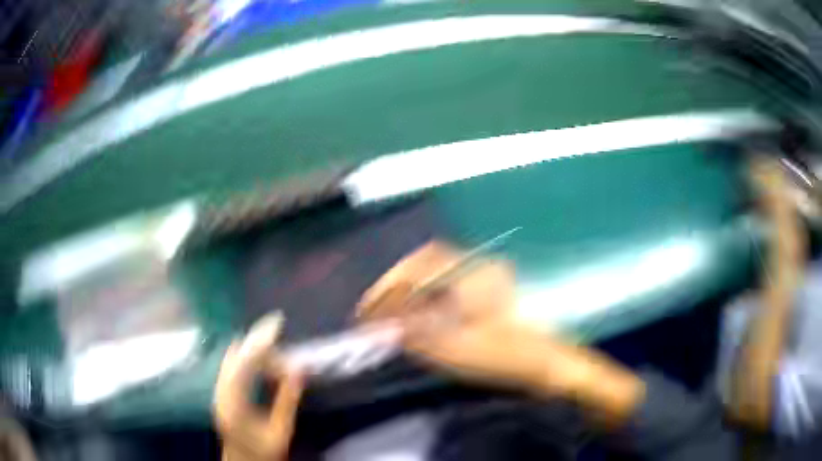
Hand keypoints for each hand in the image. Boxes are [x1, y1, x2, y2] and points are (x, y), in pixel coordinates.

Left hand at [214, 313, 303, 460]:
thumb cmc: (264, 451)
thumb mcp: (281, 430)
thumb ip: (288, 399)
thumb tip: (300, 368)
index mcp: (234, 402)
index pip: (245, 362)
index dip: (261, 340)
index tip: (277, 323)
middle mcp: (221, 391)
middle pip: (236, 355)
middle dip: (257, 342)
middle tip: (280, 333)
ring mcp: (219, 390)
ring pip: (233, 358)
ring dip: (253, 350)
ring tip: (276, 350)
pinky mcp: (221, 391)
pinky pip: (233, 366)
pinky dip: (248, 358)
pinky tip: (262, 361)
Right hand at [359, 241, 644, 425]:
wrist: (552, 365)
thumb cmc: (510, 357)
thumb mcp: (460, 349)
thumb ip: (418, 334)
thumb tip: (383, 323)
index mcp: (473, 275)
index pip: (418, 267)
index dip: (388, 286)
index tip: (367, 309)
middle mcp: (479, 268)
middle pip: (426, 263)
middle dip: (396, 283)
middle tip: (374, 309)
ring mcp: (486, 280)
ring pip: (437, 273)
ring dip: (410, 289)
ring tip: (389, 312)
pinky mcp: (490, 294)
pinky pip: (449, 285)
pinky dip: (427, 297)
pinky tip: (418, 316)